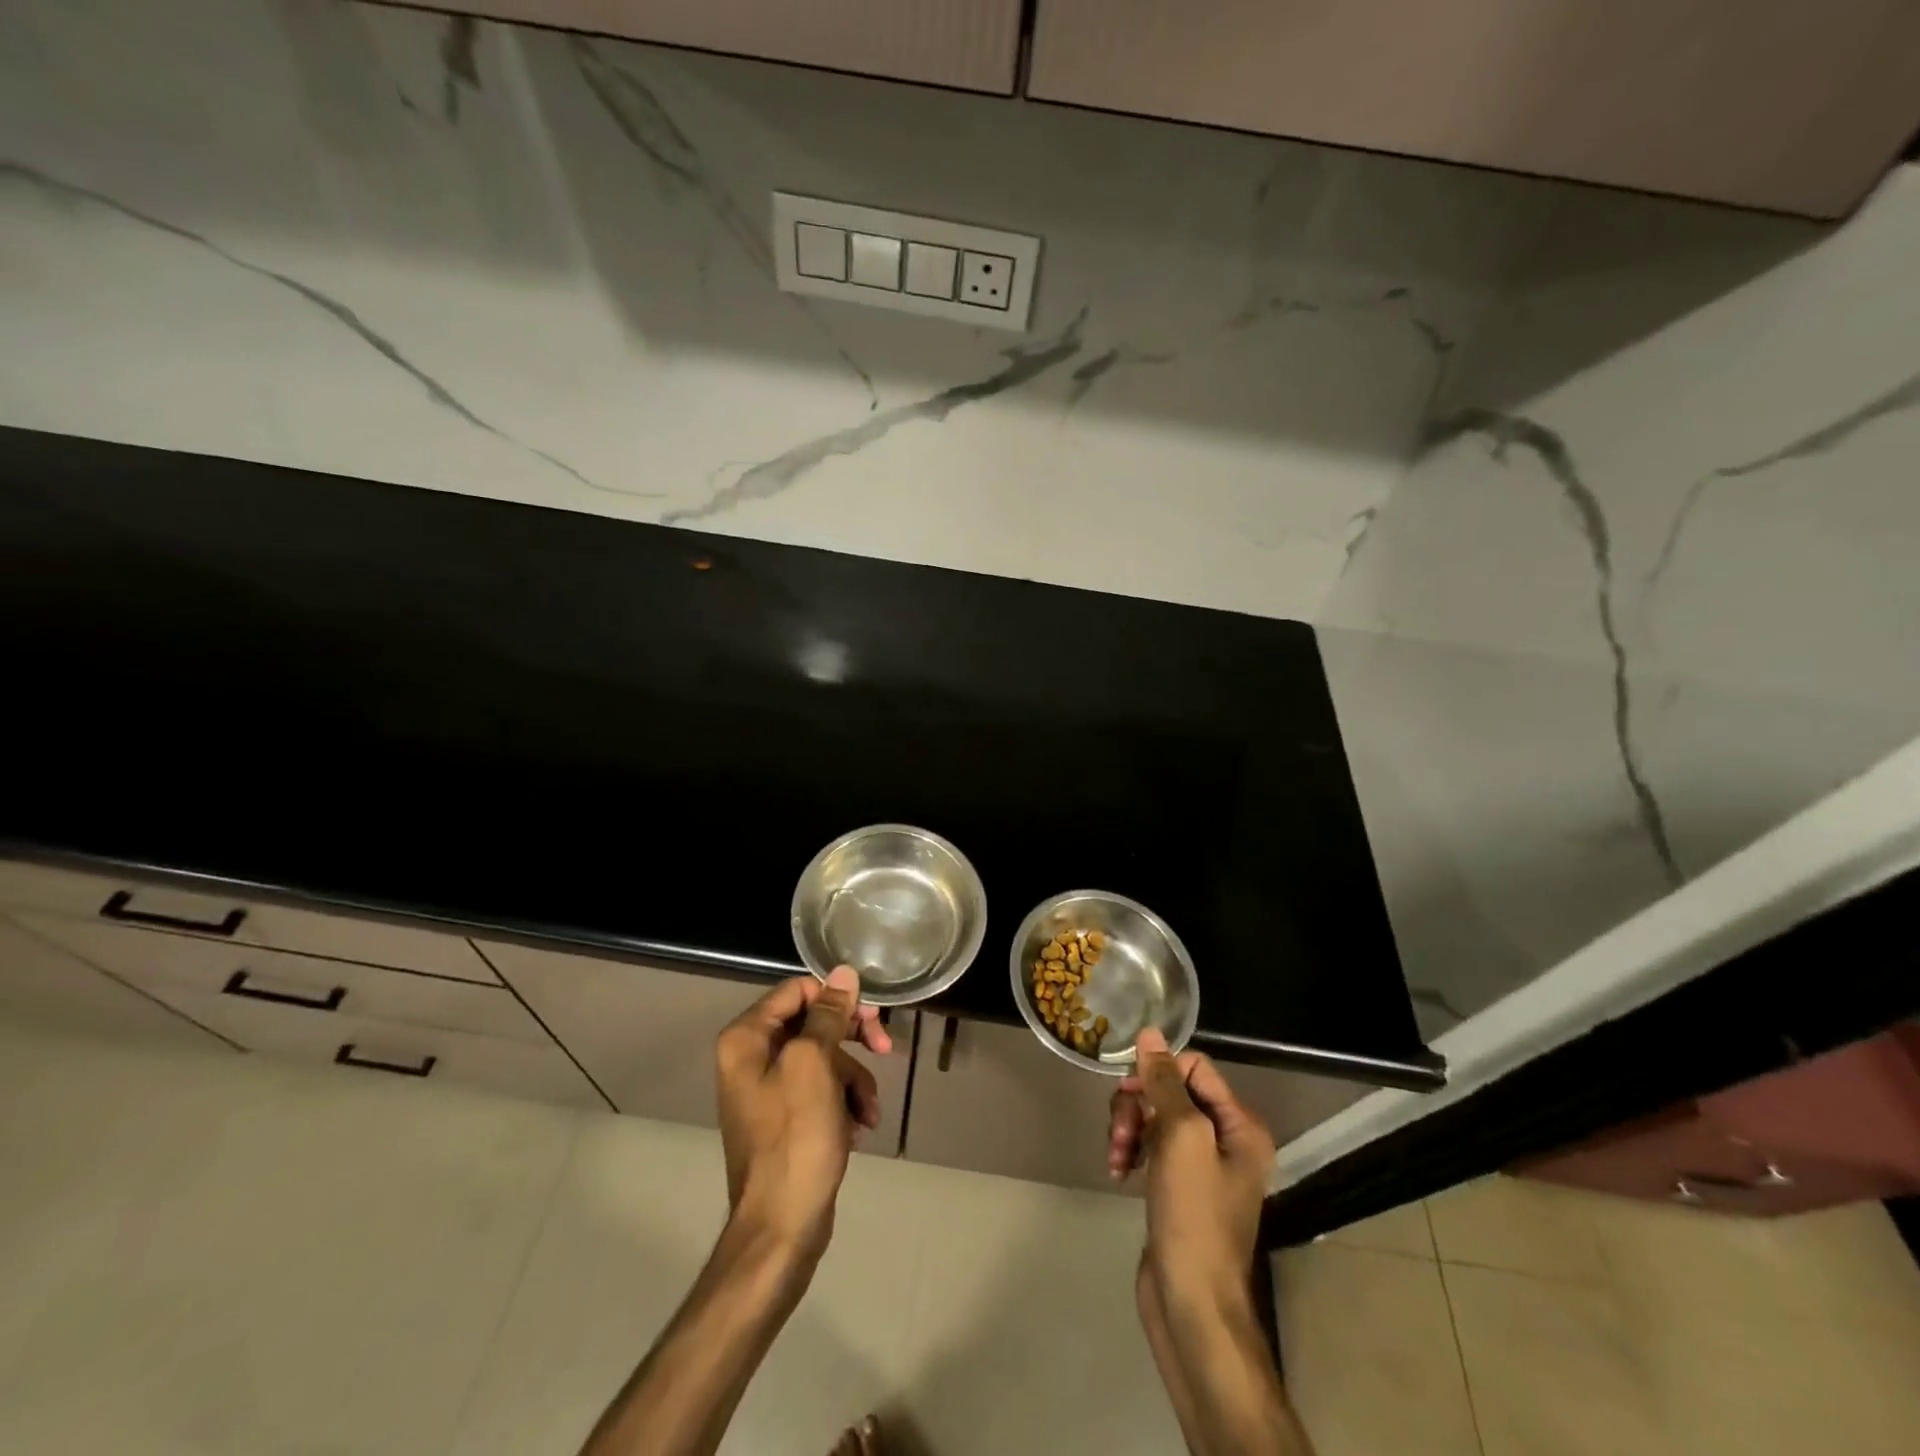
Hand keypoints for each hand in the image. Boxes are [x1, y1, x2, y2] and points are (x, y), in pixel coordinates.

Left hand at [714, 966, 890, 1265]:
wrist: (782, 1228)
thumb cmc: (795, 1139)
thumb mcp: (816, 1066)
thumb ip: (829, 1015)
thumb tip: (843, 972)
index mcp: (746, 1039)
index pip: (797, 991)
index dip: (837, 998)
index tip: (870, 1016)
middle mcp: (751, 1057)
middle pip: (814, 1022)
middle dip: (852, 1038)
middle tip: (884, 1046)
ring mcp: (769, 1089)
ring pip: (825, 1057)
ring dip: (854, 1078)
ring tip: (869, 1110)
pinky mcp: (787, 1117)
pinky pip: (823, 1089)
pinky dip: (845, 1102)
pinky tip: (859, 1126)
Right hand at [1107, 1028, 1275, 1304]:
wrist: (1192, 1304)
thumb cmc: (1193, 1216)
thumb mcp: (1181, 1138)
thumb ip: (1164, 1083)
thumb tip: (1151, 1033)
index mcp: (1240, 1125)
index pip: (1194, 1066)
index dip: (1159, 1072)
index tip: (1129, 1091)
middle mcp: (1226, 1139)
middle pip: (1170, 1091)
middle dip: (1137, 1105)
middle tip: (1119, 1133)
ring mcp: (1201, 1165)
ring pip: (1154, 1117)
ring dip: (1128, 1129)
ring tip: (1116, 1158)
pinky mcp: (1177, 1187)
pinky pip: (1150, 1147)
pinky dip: (1130, 1152)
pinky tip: (1118, 1171)